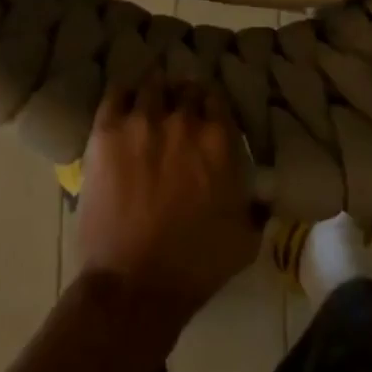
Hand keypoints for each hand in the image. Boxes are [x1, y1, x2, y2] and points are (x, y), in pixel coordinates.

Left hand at [76, 77, 261, 330]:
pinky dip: (122, 96)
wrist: (134, 286)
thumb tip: (264, 194)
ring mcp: (142, 120)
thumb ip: (256, 207)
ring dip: (154, 93)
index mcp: (218, 140)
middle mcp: (183, 119)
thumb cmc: (194, 268)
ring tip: (149, 105)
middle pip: (185, 89)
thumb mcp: (244, 241)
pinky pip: (116, 93)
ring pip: (152, 85)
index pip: (216, 99)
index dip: (210, 106)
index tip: (204, 116)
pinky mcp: (107, 130)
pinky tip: (123, 107)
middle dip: (183, 99)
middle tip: (177, 113)